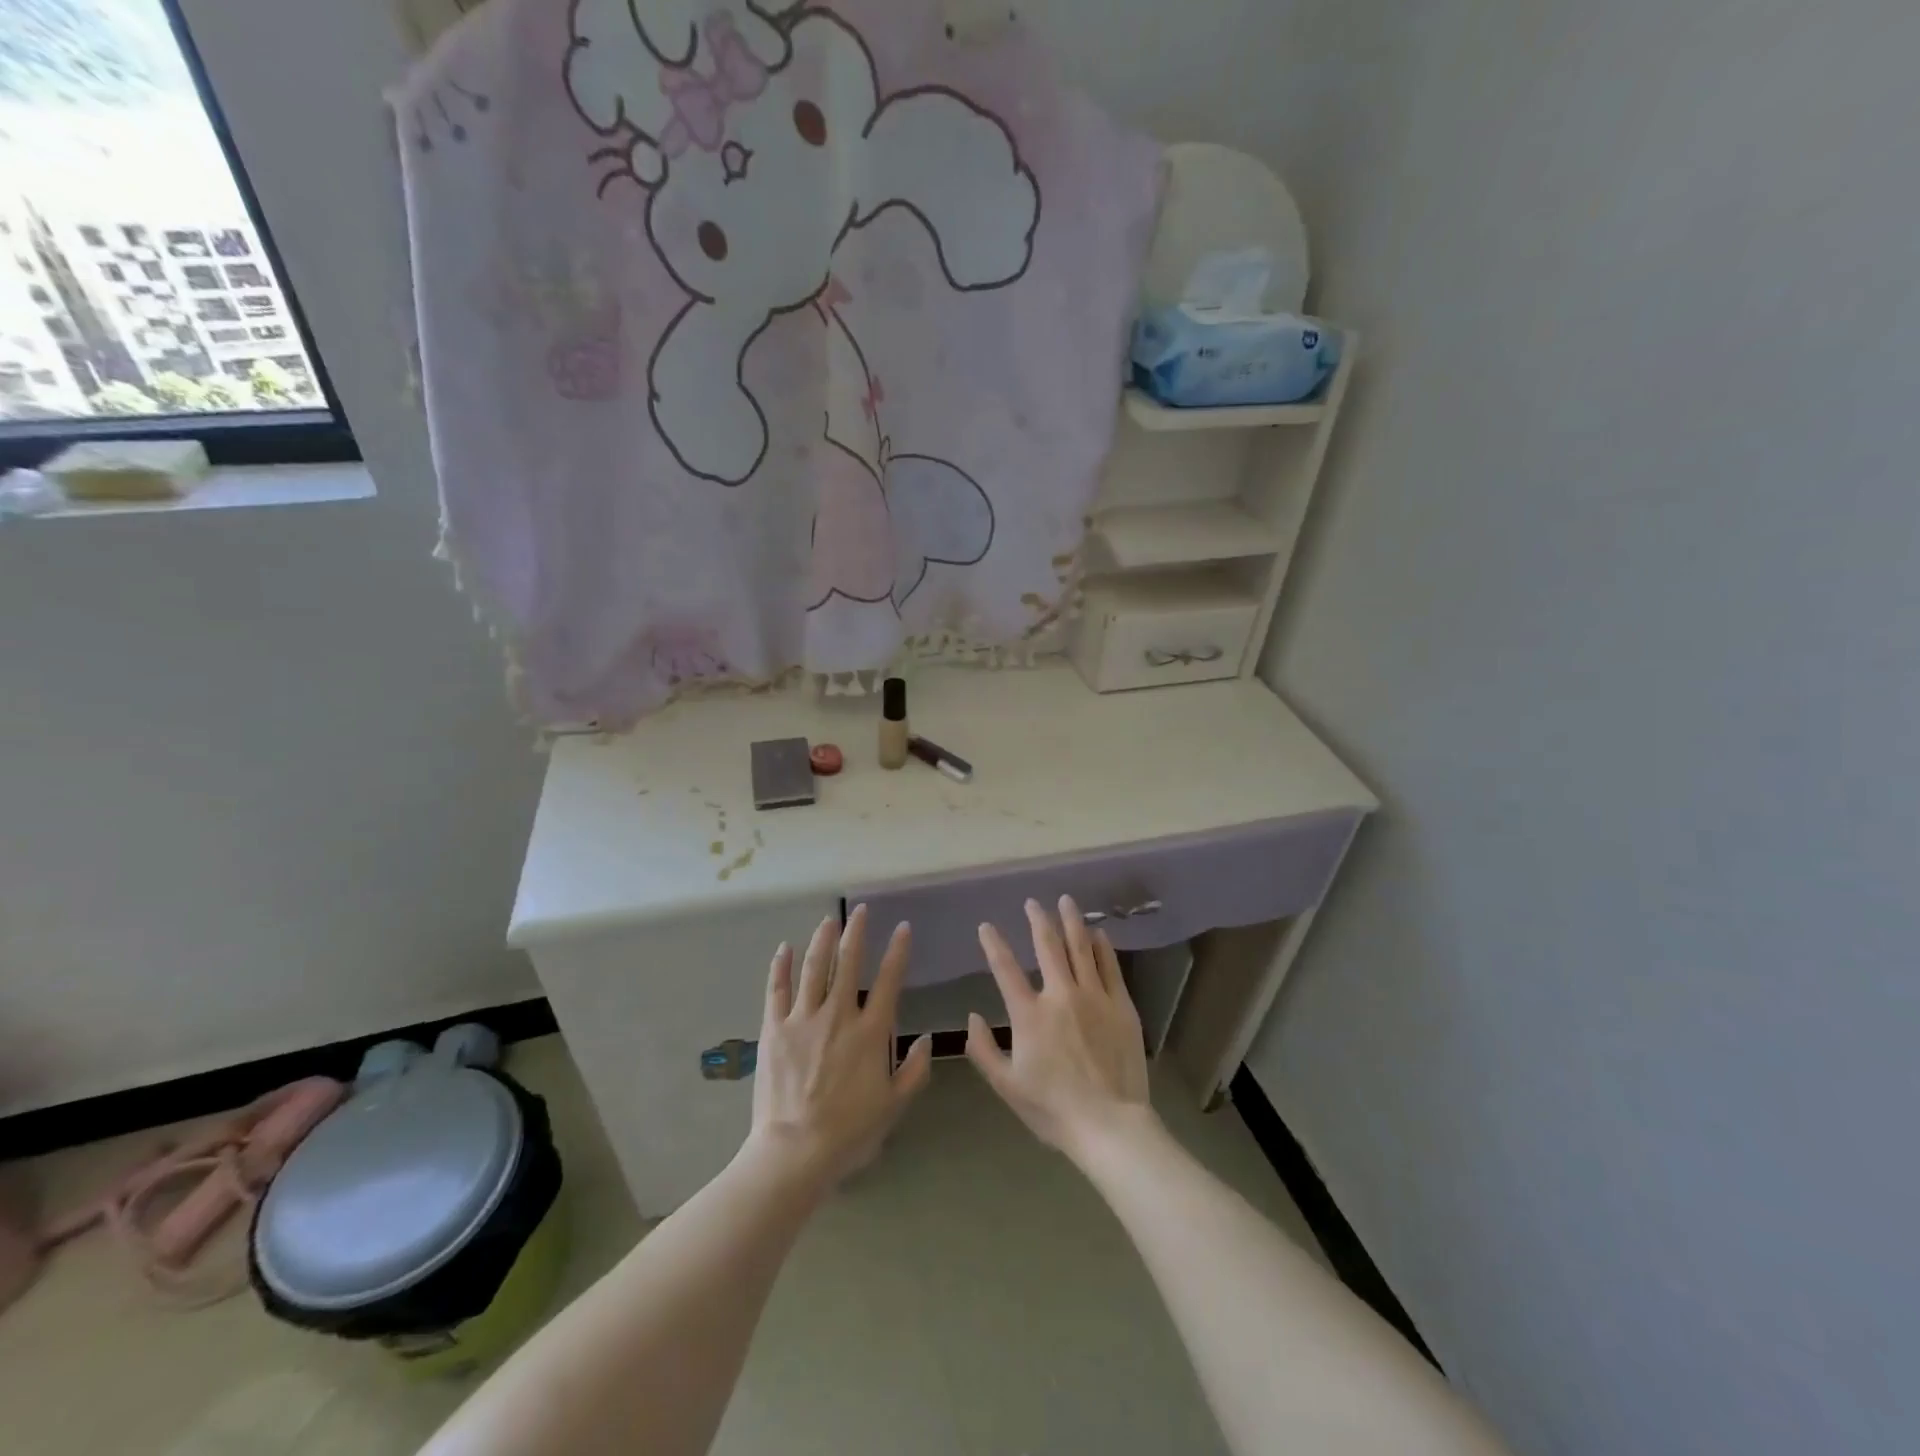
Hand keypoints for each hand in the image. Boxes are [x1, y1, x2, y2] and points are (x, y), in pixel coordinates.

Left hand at [746, 905, 932, 1189]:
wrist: (795, 1150)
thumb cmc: (849, 1131)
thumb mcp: (894, 1105)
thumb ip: (915, 1070)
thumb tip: (927, 1038)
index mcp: (870, 1032)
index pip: (888, 980)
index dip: (897, 951)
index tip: (902, 928)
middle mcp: (838, 1015)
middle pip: (848, 963)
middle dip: (856, 933)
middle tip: (860, 911)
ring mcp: (803, 1019)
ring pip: (814, 968)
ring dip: (822, 940)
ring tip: (828, 920)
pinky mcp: (774, 1029)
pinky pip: (777, 989)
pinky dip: (782, 966)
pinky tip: (785, 948)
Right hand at [966, 896, 1154, 1162]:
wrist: (1109, 1125)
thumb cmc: (1052, 1109)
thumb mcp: (1006, 1086)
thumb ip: (983, 1050)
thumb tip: (972, 1016)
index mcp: (1029, 1014)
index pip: (1006, 969)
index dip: (993, 944)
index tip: (986, 926)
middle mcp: (1060, 995)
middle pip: (1048, 946)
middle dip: (1038, 920)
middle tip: (1033, 903)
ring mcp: (1094, 997)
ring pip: (1081, 947)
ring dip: (1072, 921)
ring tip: (1066, 902)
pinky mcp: (1121, 1005)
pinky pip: (1110, 966)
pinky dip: (1102, 946)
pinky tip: (1099, 933)